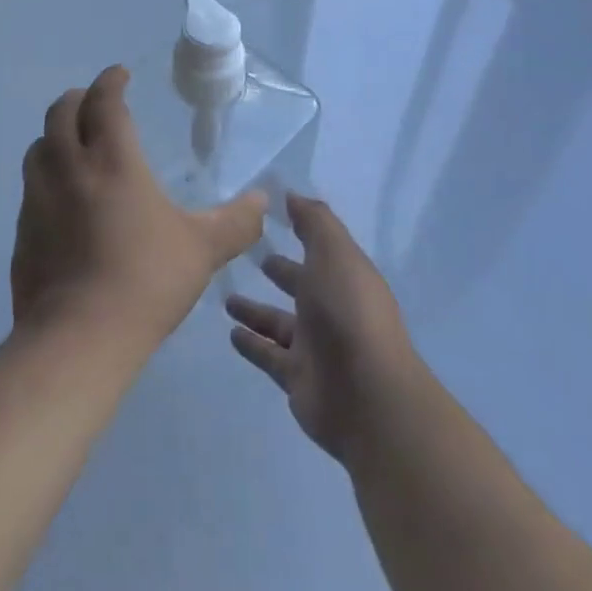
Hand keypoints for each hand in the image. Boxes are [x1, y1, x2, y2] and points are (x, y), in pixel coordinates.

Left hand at [12, 66, 265, 346]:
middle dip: (77, 98)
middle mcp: (68, 168)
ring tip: (72, 144)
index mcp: (112, 161)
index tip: (119, 74)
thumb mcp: (203, 249)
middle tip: (93, 102)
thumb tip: (263, 201)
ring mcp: (37, 200)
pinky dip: (45, 177)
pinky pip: (30, 188)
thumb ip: (236, 221)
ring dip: (55, 135)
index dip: (110, 81)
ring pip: (38, 148)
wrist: (79, 336)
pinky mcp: (22, 232)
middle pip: (60, 113)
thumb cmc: (146, 280)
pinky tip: (60, 200)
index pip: (103, 101)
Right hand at [226, 194, 418, 463]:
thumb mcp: (334, 253)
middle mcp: (332, 309)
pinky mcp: (297, 378)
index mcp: (345, 276)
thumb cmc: (348, 312)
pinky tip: (230, 332)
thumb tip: (292, 194)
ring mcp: (315, 347)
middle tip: (246, 256)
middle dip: (279, 271)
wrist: (366, 395)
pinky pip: (268, 355)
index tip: (269, 216)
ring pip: (279, 322)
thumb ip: (314, 222)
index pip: (320, 248)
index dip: (300, 231)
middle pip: (300, 285)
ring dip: (256, 310)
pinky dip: (251, 344)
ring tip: (225, 297)